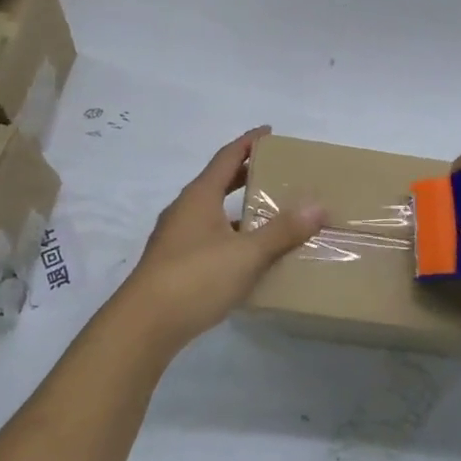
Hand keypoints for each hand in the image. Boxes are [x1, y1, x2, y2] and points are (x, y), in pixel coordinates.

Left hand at [116, 127, 325, 351]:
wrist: (142, 327)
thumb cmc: (195, 278)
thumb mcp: (246, 254)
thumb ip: (282, 231)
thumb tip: (318, 206)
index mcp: (199, 196)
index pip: (227, 156)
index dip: (249, 142)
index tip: (269, 132)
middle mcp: (185, 210)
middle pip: (218, 181)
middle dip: (245, 174)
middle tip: (276, 171)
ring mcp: (176, 238)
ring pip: (212, 212)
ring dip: (238, 208)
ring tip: (269, 213)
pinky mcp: (173, 264)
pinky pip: (208, 237)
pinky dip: (230, 235)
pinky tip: (248, 254)